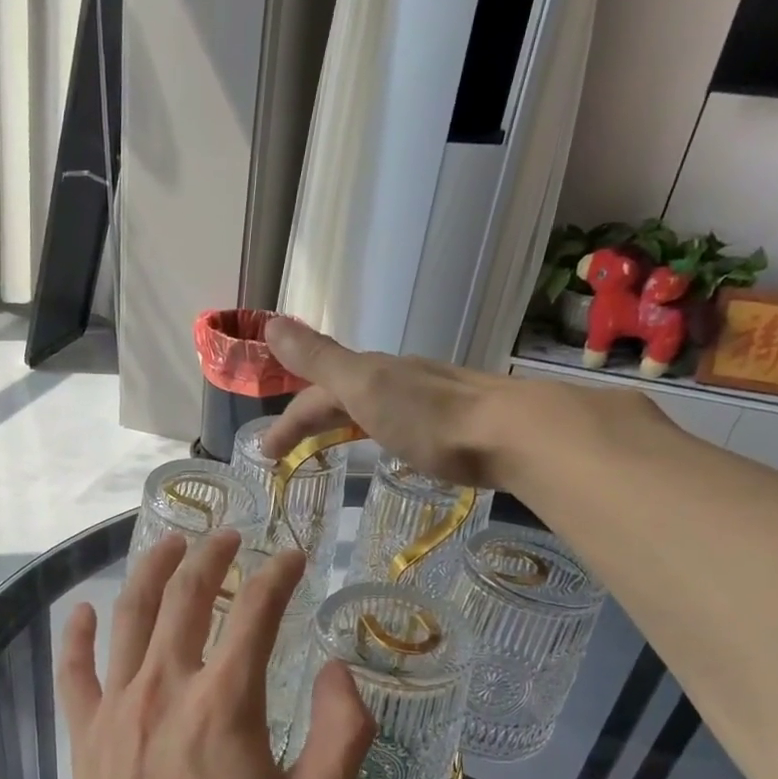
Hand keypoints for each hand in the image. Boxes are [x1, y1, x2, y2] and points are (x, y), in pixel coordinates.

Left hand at [57, 531, 376, 778]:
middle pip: (186, 596)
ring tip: (170, 544)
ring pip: (130, 615)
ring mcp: (117, 707)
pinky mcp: (85, 735)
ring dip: (152, 571)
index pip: (257, 612)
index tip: (293, 556)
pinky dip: (76, 634)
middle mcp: (166, 686)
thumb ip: (343, 735)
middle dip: (211, 555)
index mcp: (226, 702)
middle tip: (229, 535)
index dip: (279, 575)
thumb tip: (340, 672)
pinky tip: (81, 611)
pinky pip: (74, 670)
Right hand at [260, 317, 520, 487]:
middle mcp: (397, 380)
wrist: (512, 433)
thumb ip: (319, 360)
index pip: (315, 395)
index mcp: (371, 374)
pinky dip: (376, 431)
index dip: (287, 421)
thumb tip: (272, 323)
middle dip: (308, 420)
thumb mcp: (364, 386)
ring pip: (370, 407)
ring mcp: (427, 400)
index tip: (266, 454)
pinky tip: (387, 444)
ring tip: (328, 445)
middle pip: (340, 397)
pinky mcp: (451, 424)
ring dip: (342, 422)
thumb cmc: (430, 416)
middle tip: (284, 455)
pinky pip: (398, 422)